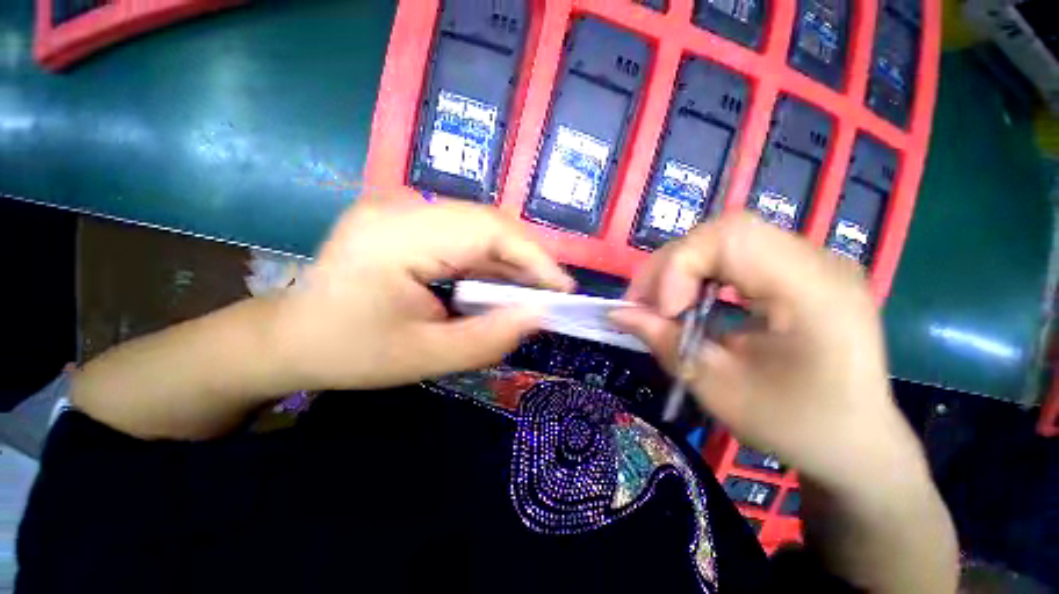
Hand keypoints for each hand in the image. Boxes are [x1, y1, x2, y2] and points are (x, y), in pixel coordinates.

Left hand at [273, 194, 573, 390]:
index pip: (487, 230)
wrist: (293, 336)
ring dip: (511, 261)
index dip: (533, 257)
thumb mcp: (424, 358)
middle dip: (527, 260)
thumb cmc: (350, 352)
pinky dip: (490, 261)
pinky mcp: (408, 219)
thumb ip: (488, 338)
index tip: (562, 289)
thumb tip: (539, 316)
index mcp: (396, 236)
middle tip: (550, 294)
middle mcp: (401, 207)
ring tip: (532, 293)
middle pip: (488, 223)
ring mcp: (403, 208)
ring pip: (480, 227)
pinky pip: (464, 235)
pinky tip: (501, 285)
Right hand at [611, 212, 922, 492]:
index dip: (679, 267)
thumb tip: (617, 313)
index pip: (731, 237)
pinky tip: (690, 299)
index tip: (660, 311)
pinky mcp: (799, 270)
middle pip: (725, 230)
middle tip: (645, 305)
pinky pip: (736, 252)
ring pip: (725, 237)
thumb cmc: (796, 427)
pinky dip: (700, 271)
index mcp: (815, 293)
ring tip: (662, 304)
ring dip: (681, 267)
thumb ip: (664, 342)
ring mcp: (813, 262)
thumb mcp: (720, 391)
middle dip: (671, 265)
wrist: (856, 442)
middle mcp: (820, 263)